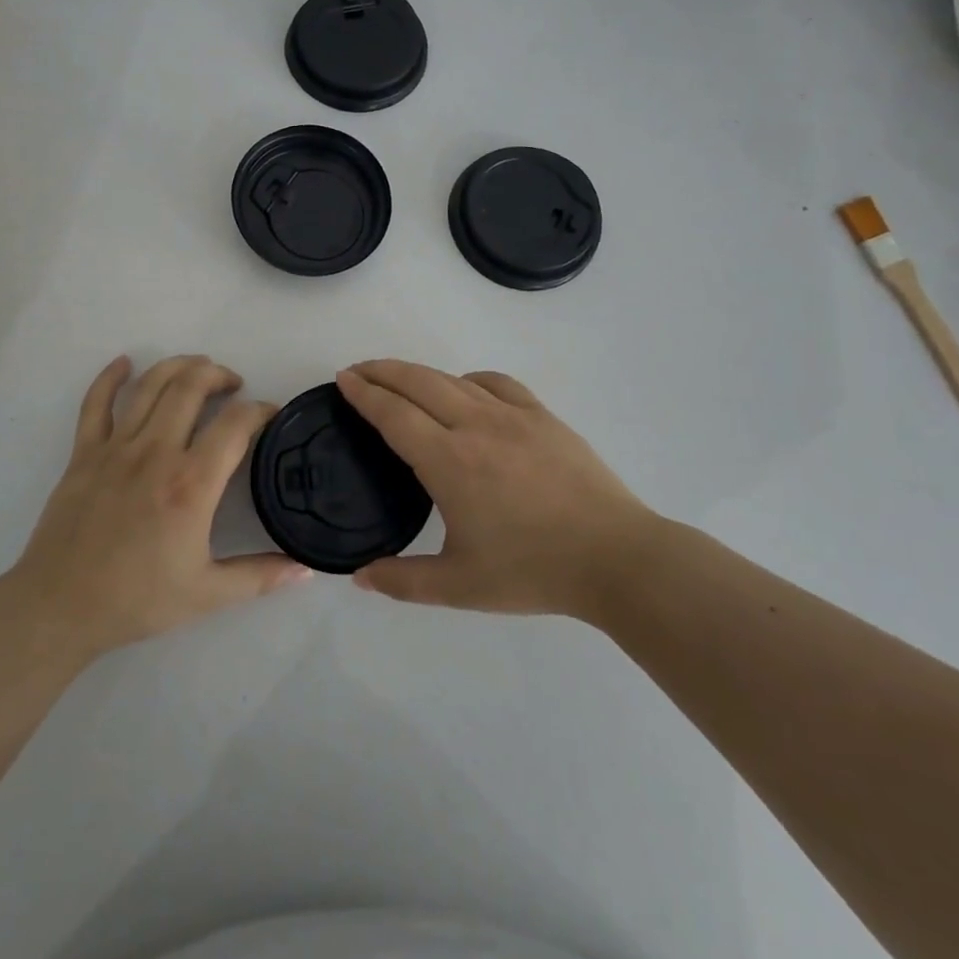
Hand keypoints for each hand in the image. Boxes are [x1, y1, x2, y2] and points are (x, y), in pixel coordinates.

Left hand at [9, 355, 310, 657]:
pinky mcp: (83, 453)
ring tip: (198, 366)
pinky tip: (124, 363)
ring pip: (150, 385)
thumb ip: (260, 577)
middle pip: (191, 387)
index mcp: (191, 484)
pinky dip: (110, 377)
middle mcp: (155, 453)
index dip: (260, 410)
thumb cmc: (137, 600)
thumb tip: (306, 569)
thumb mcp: (207, 595)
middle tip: (234, 384)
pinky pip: (96, 403)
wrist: (60, 608)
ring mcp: (115, 448)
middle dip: (218, 374)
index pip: (235, 424)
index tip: (270, 414)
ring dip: (178, 366)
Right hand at [336, 360, 667, 618]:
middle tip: (358, 371)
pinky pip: (496, 383)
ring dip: (419, 373)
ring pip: (454, 379)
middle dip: (382, 371)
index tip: (343, 379)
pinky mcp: (543, 416)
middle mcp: (476, 426)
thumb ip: (403, 581)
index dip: (364, 393)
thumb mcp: (459, 586)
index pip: (394, 414)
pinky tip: (466, 390)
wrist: (615, 557)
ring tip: (399, 378)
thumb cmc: (533, 571)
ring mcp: (513, 416)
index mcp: (449, 462)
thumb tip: (358, 577)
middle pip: (418, 383)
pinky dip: (469, 379)